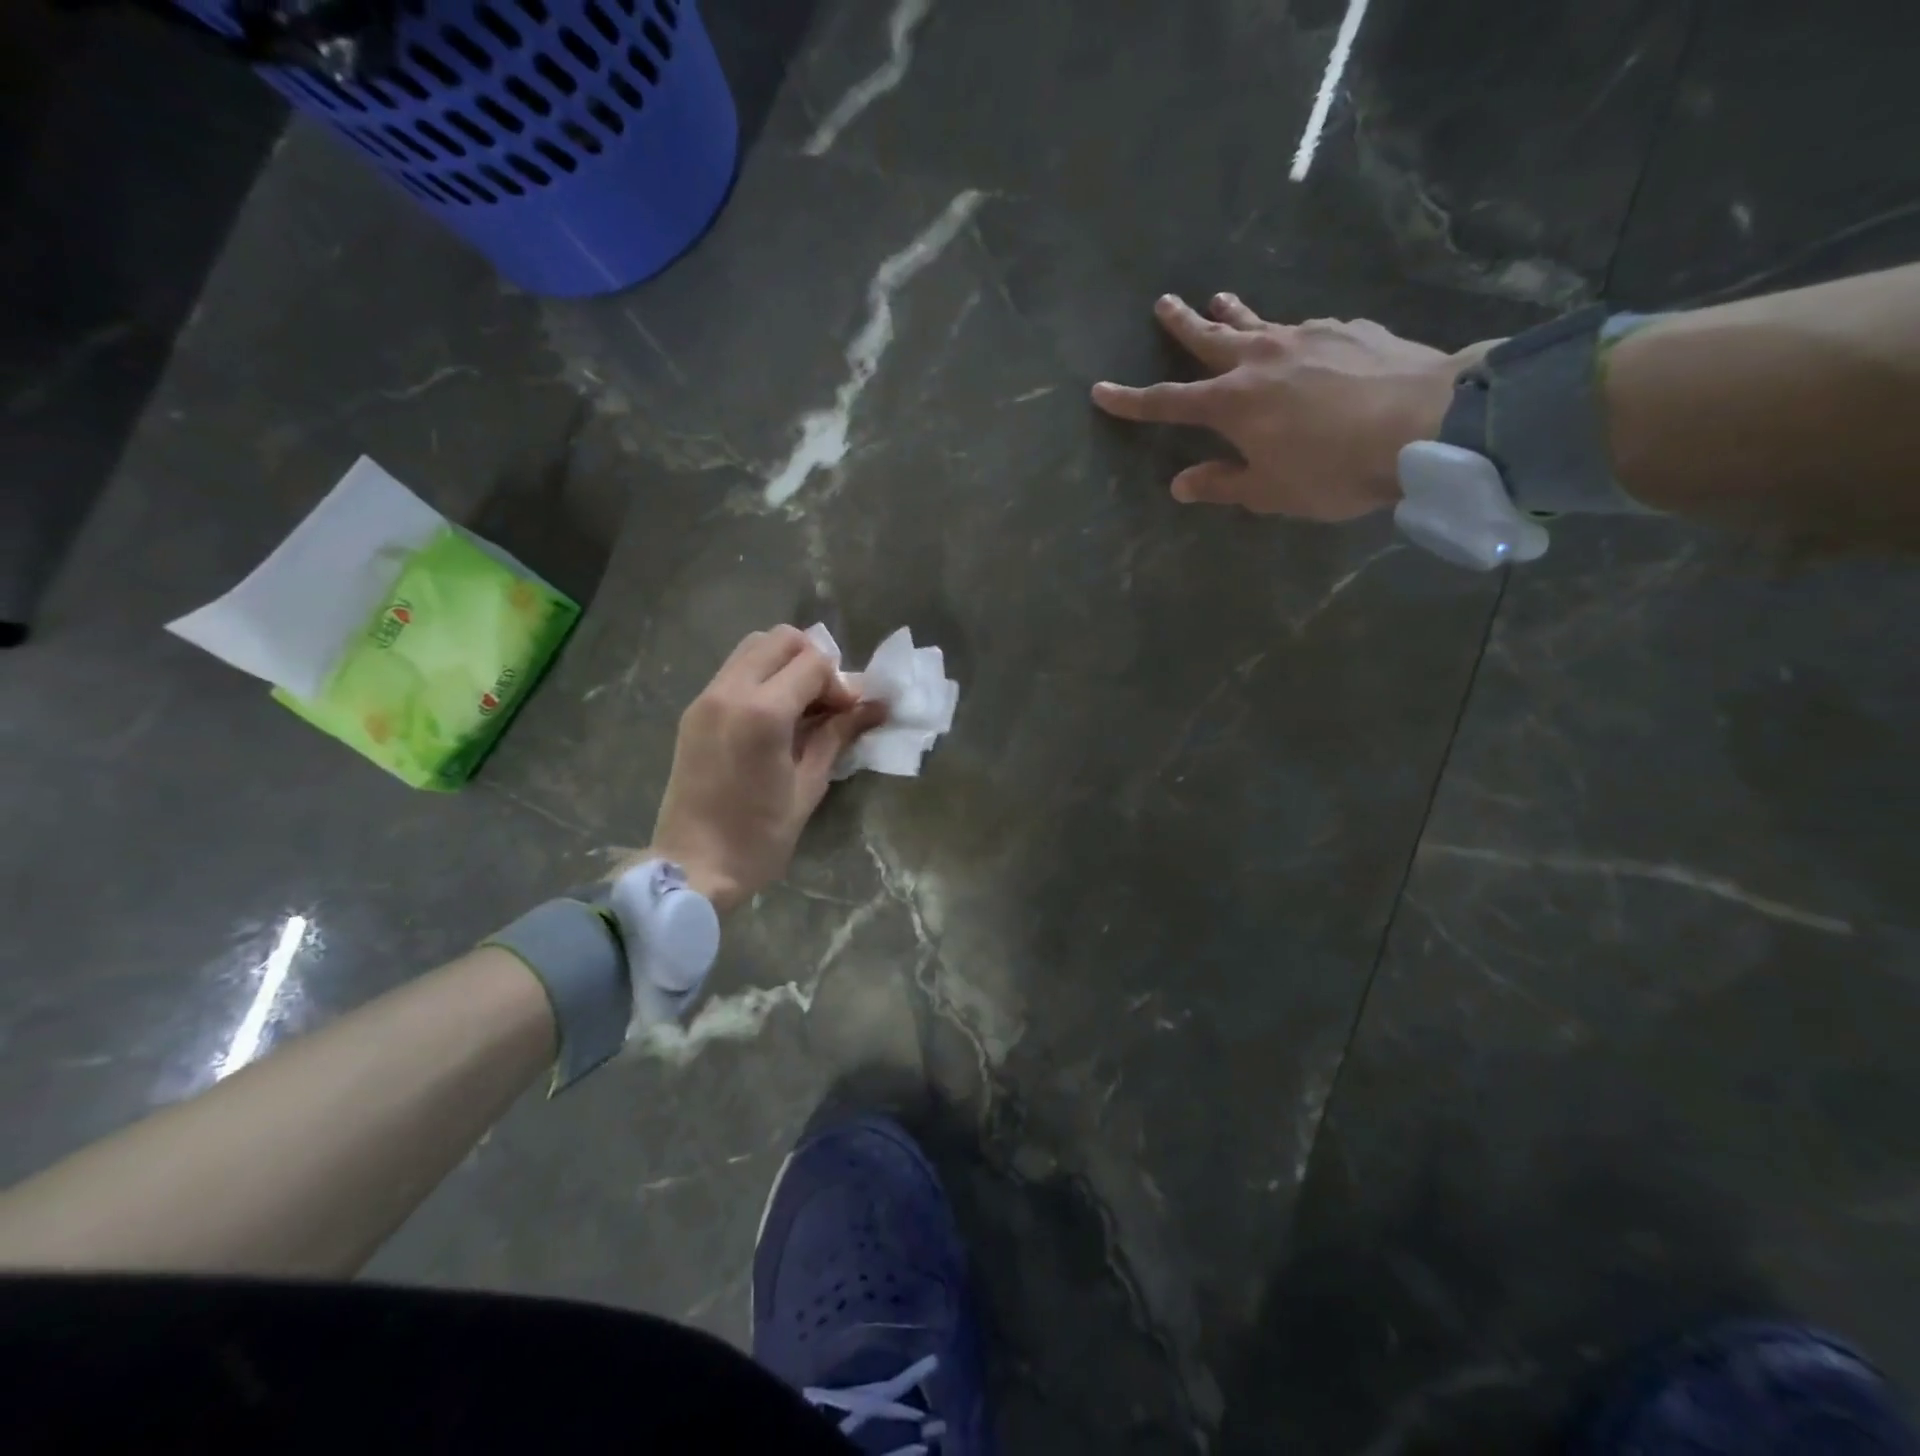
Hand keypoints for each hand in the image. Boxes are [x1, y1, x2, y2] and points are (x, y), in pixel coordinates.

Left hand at [648, 626, 885, 912]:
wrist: (693, 868)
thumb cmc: (759, 838)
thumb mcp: (809, 786)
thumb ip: (839, 735)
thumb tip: (876, 706)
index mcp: (762, 713)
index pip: (814, 662)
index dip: (841, 683)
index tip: (850, 714)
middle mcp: (729, 692)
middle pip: (781, 639)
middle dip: (814, 661)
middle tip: (826, 703)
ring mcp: (706, 698)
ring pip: (753, 647)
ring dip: (785, 664)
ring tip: (802, 706)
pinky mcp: (694, 711)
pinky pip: (734, 671)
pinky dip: (762, 676)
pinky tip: (775, 716)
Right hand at [1091, 293, 1474, 519]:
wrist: (1428, 423)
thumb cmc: (1334, 468)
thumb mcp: (1270, 491)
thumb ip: (1222, 484)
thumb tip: (1180, 484)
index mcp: (1232, 403)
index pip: (1167, 402)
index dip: (1131, 400)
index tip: (1100, 390)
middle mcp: (1260, 359)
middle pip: (1209, 338)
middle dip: (1181, 324)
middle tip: (1163, 303)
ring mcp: (1306, 336)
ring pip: (1258, 321)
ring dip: (1233, 312)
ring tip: (1219, 299)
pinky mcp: (1347, 330)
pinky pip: (1306, 330)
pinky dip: (1290, 334)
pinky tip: (1300, 340)